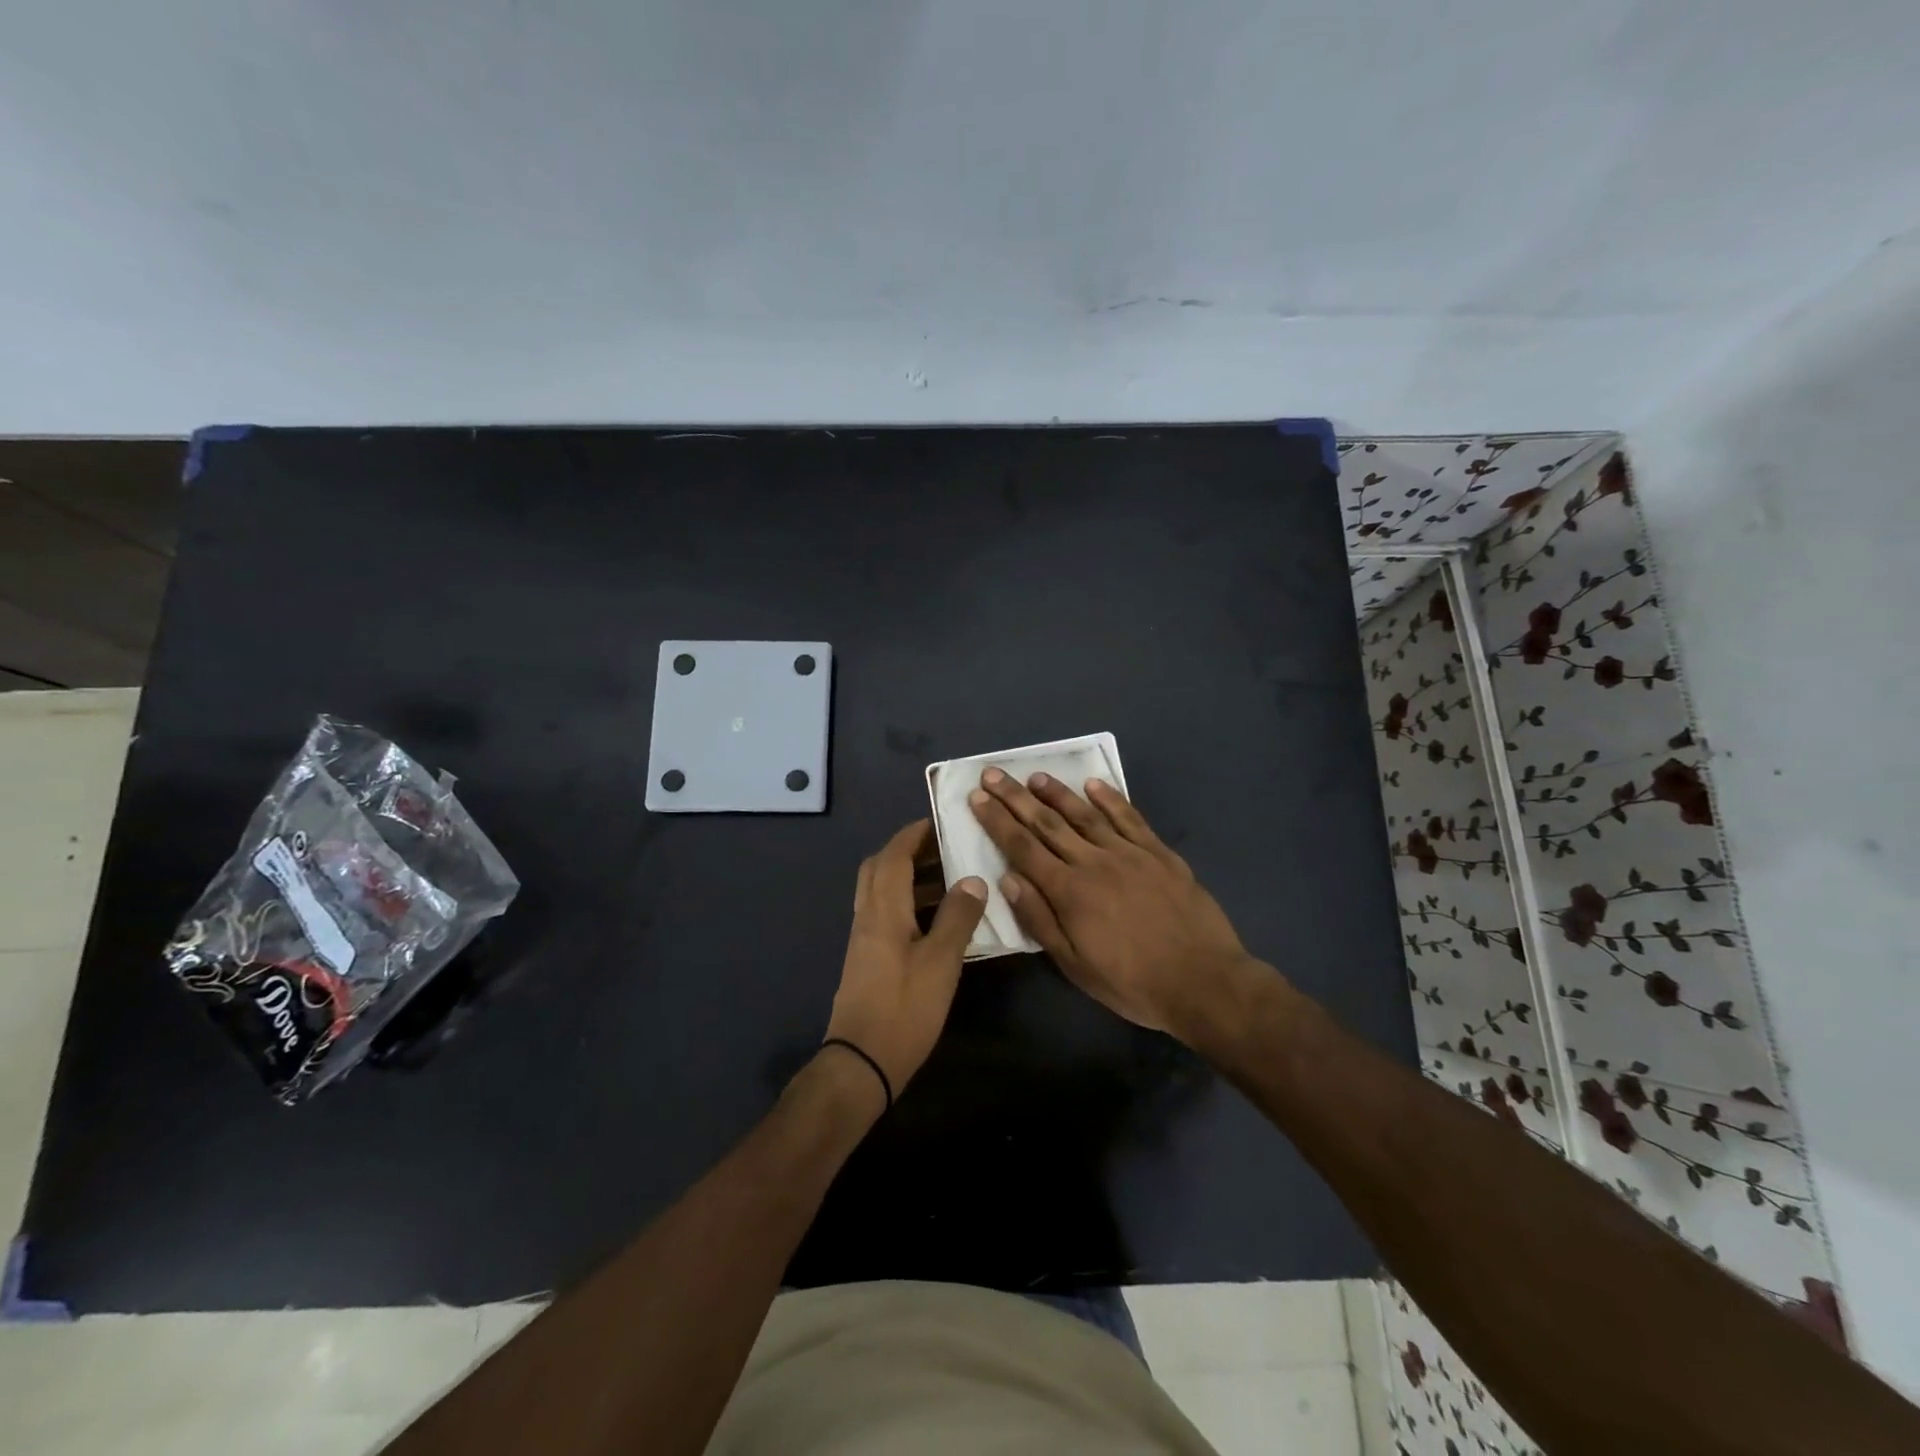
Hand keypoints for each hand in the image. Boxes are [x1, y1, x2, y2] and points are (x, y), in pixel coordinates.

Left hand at [824, 820, 987, 1099]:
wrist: (861, 1063)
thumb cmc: (904, 1009)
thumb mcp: (940, 963)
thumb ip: (957, 918)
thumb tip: (973, 879)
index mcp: (883, 910)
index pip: (893, 856)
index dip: (914, 835)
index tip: (940, 821)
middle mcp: (868, 917)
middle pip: (879, 868)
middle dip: (909, 851)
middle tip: (944, 848)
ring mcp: (864, 939)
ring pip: (881, 891)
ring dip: (910, 878)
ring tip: (950, 880)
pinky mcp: (867, 959)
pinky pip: (885, 914)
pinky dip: (908, 903)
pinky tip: (936, 920)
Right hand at [967, 769, 1258, 1036]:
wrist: (1203, 981)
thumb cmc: (1132, 982)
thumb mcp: (1075, 965)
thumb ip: (1040, 920)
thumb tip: (1008, 878)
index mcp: (1069, 891)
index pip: (1023, 848)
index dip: (997, 821)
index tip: (977, 797)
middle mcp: (1094, 862)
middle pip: (1047, 823)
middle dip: (1016, 797)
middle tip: (993, 774)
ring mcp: (1129, 853)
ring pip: (1085, 815)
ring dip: (1057, 793)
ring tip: (1034, 776)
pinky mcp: (1159, 853)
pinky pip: (1130, 818)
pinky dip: (1110, 799)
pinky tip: (1094, 785)